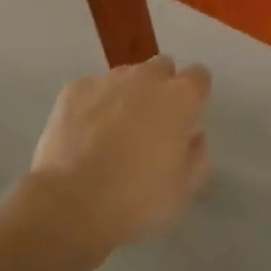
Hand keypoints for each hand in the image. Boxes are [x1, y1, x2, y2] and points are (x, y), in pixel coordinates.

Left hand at [28, 55, 213, 248]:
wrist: (71, 203)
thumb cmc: (137, 198)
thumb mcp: (184, 189)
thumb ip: (198, 155)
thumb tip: (193, 136)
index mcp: (180, 97)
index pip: (199, 76)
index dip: (194, 96)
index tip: (186, 120)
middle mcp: (147, 77)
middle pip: (162, 68)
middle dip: (161, 88)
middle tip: (151, 126)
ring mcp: (108, 79)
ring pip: (126, 76)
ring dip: (127, 94)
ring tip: (113, 132)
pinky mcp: (75, 88)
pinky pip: (93, 88)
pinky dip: (94, 104)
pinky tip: (85, 134)